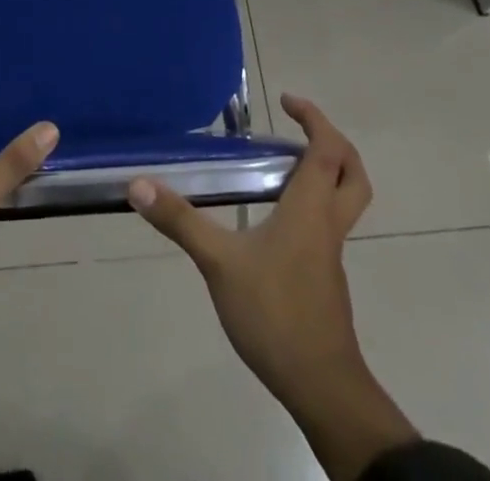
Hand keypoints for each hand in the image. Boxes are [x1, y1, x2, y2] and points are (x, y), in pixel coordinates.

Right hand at [128, 94, 416, 480]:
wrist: (322, 387)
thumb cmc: (275, 314)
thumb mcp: (219, 263)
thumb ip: (180, 221)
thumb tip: (138, 184)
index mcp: (311, 207)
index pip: (327, 148)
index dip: (314, 118)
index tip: (286, 101)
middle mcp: (328, 222)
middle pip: (351, 171)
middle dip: (332, 141)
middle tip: (299, 128)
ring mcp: (331, 252)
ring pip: (345, 198)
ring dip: (326, 172)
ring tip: (284, 165)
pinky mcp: (326, 277)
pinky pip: (328, 223)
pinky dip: (314, 203)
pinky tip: (277, 219)